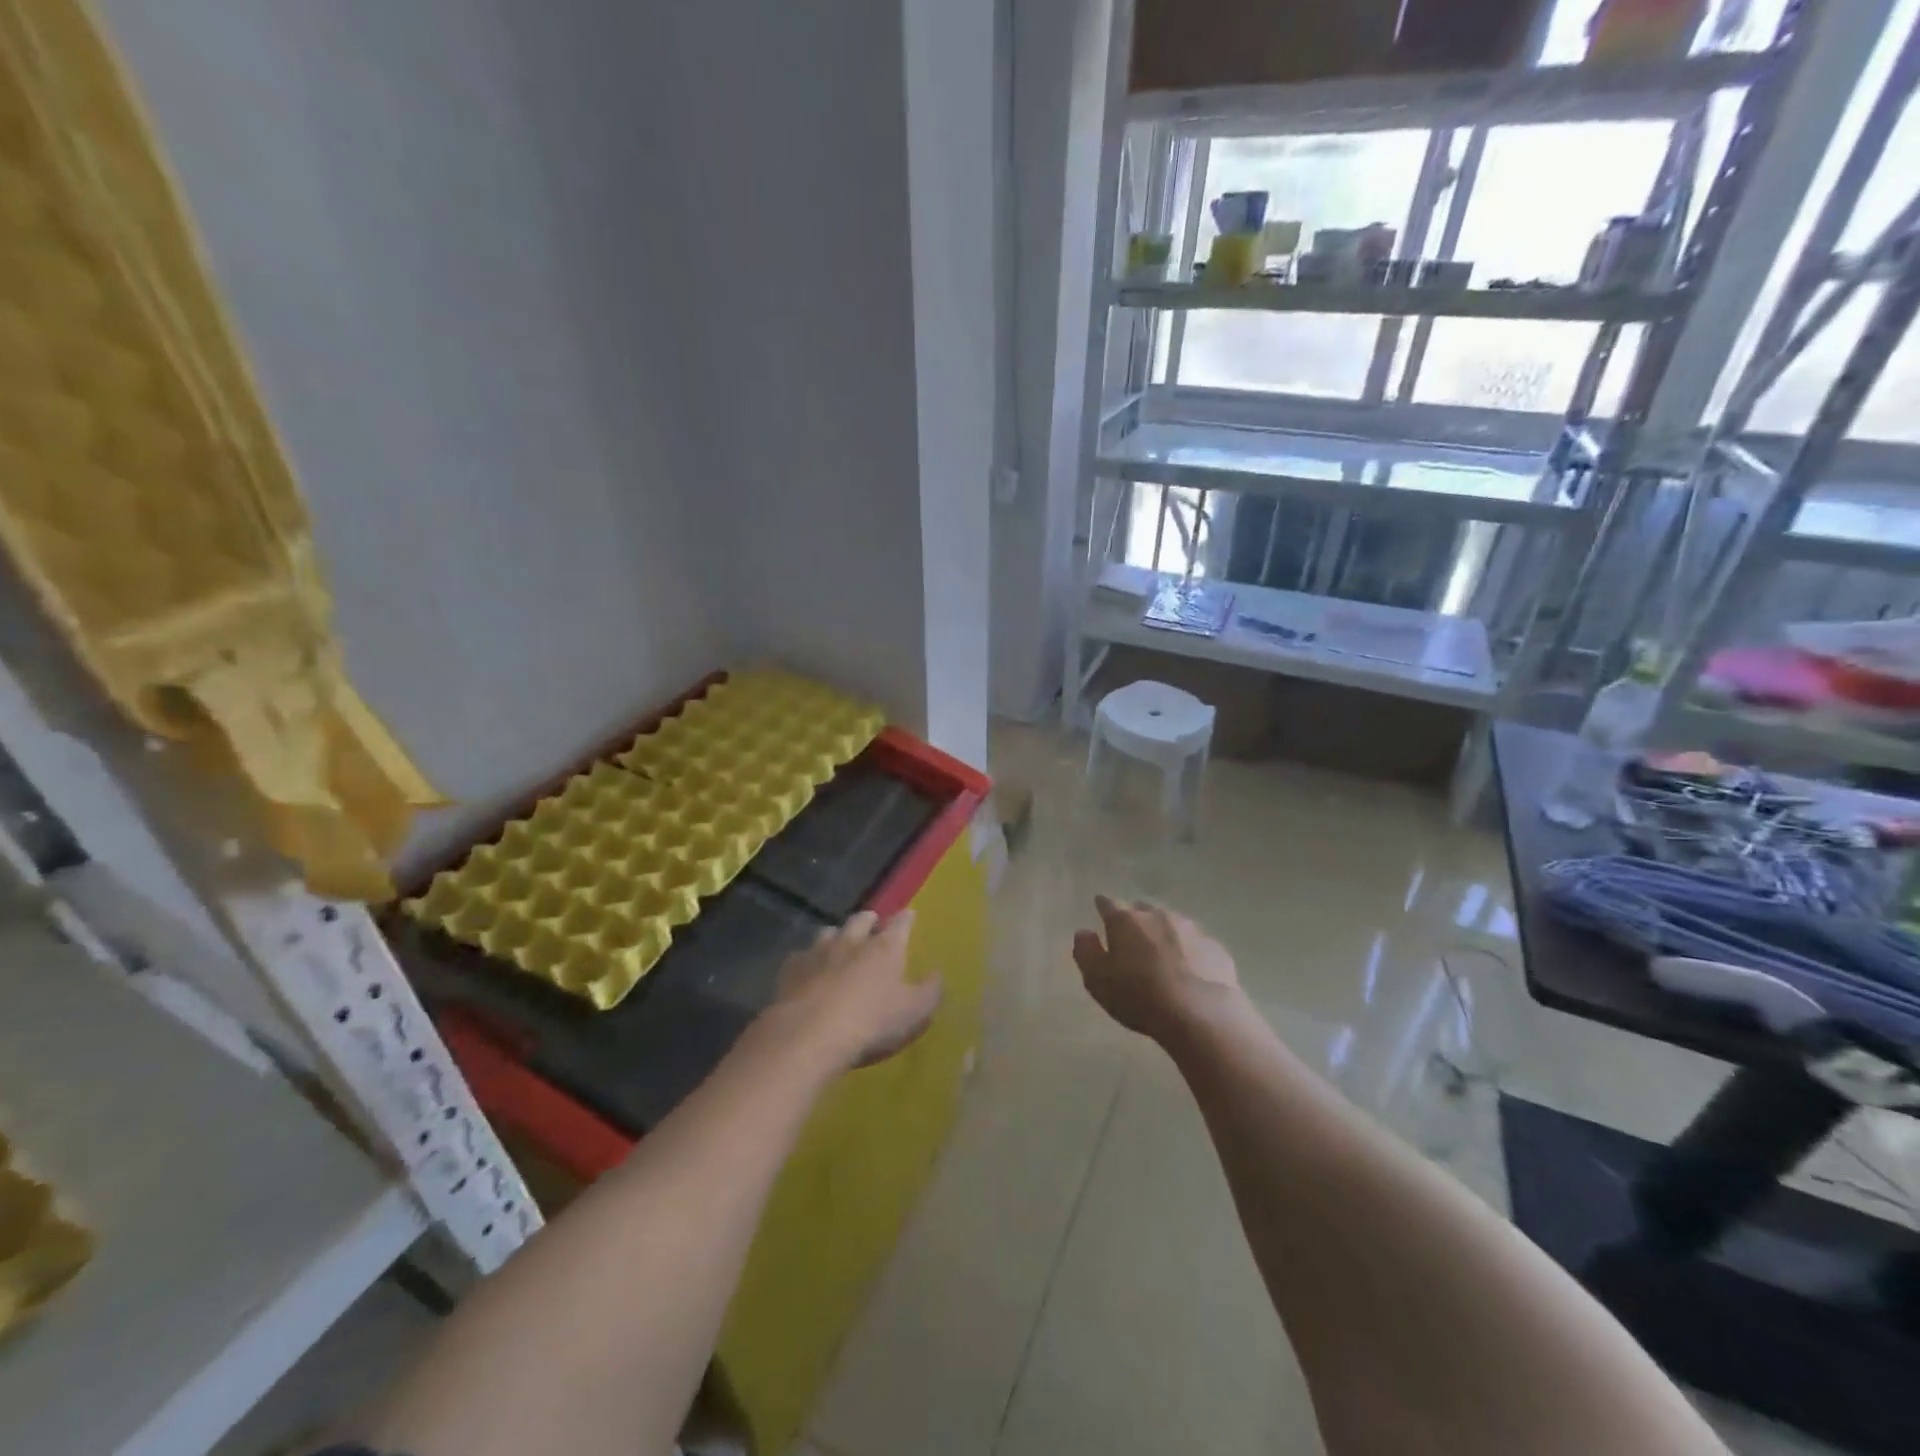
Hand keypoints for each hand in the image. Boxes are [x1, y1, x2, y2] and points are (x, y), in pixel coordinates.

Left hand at [768, 909, 940, 1070]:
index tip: (909, 914)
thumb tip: (937, 974)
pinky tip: (808, 969)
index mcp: (885, 948)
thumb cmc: (871, 1022)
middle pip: (861, 920)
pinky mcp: (792, 968)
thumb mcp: (913, 1012)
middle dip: (868, 920)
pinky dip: (808, 959)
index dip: (906, 918)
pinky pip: (801, 955)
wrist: (810, 1034)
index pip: (900, 924)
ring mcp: (819, 951)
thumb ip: (930, 991)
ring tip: (839, 943)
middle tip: (872, 923)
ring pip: (829, 932)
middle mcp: (852, 941)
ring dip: (837, 935)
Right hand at [1072, 895, 1240, 1039]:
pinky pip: (1196, 944)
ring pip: (1172, 923)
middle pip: (1143, 909)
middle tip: (1132, 939)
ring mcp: (1190, 928)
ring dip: (1164, 934)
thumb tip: (1084, 932)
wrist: (1201, 1014)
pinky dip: (1189, 952)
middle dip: (1136, 920)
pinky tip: (1190, 972)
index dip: (1103, 906)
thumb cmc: (1139, 996)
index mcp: (1125, 920)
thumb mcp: (1098, 980)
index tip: (1100, 910)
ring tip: (1162, 956)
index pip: (1108, 903)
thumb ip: (1086, 952)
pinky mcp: (1215, 947)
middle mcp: (1157, 915)